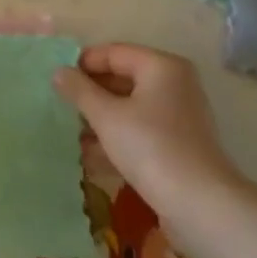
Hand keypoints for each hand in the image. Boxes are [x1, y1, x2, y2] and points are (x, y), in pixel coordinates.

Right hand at [55, 43, 245, 218]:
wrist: (200, 205)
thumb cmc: (150, 147)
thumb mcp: (106, 115)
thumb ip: (79, 90)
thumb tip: (58, 72)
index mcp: (161, 67)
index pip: (113, 52)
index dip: (82, 64)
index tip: (56, 80)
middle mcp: (175, 84)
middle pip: (123, 77)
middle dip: (91, 92)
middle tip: (60, 105)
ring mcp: (179, 115)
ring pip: (130, 105)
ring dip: (101, 116)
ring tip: (71, 131)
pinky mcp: (179, 143)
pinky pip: (141, 128)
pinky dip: (118, 135)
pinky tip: (92, 153)